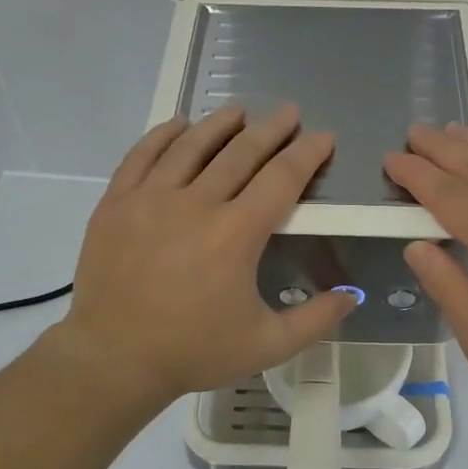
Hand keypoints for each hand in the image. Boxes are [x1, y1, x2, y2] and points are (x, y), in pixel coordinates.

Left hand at [48, 104, 356, 406]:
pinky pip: (142, 155)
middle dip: (271, 129)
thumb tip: (353, 296)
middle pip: (241, 152)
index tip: (322, 137)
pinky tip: (179, 125)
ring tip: (238, 110)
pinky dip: (163, 135)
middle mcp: (196, 204)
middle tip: (289, 112)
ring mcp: (151, 198)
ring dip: (219, 124)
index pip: (281, 178)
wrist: (114, 358)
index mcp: (236, 234)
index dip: (306, 154)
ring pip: (191, 146)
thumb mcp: (266, 345)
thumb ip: (315, 319)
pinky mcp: (117, 203)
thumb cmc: (193, 351)